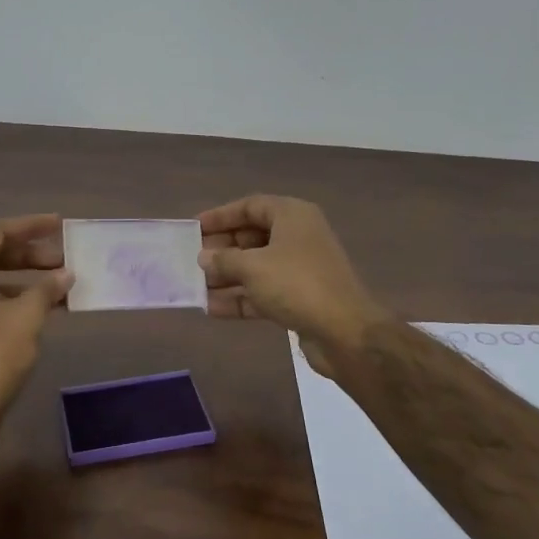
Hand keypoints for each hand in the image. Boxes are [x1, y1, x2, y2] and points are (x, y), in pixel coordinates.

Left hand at [0, 214, 72, 442]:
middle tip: (62, 258)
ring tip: (57, 283)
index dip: (29, 226)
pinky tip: (39, 307)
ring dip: (21, 276)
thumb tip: (65, 274)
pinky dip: (8, 296)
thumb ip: (46, 288)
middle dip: (28, 254)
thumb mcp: (27, 317)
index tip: (58, 225)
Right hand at [198, 195, 385, 368]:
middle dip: (223, 249)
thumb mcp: (253, 267)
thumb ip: (224, 259)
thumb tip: (204, 257)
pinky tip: (212, 308)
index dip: (221, 216)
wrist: (345, 331)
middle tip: (193, 260)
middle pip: (253, 236)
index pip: (251, 206)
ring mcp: (301, 269)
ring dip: (228, 277)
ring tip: (196, 286)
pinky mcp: (300, 298)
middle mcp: (298, 237)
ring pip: (257, 266)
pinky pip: (264, 291)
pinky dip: (241, 298)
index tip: (195, 228)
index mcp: (292, 216)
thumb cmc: (296, 284)